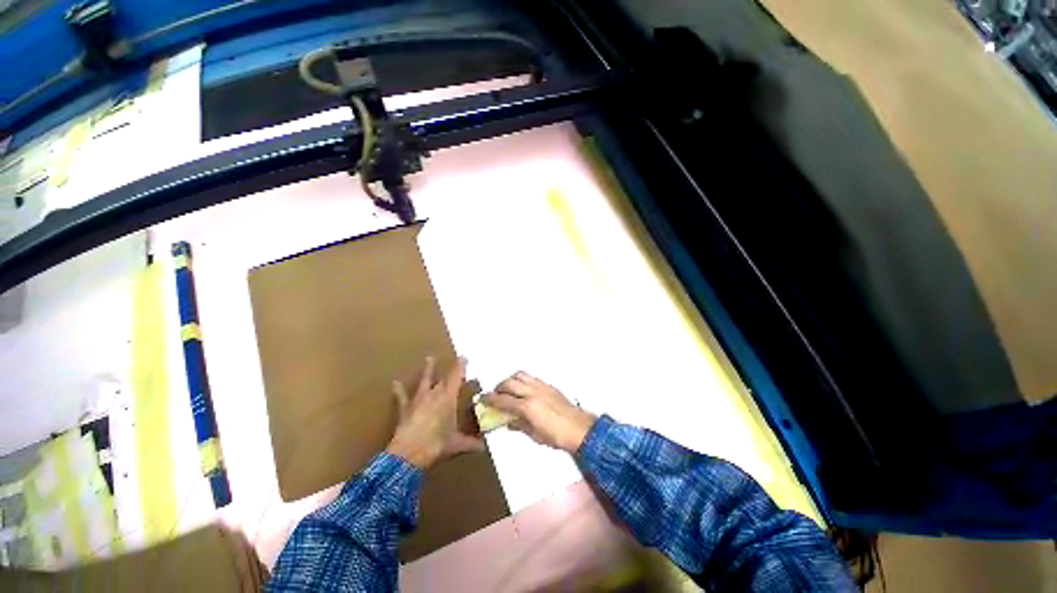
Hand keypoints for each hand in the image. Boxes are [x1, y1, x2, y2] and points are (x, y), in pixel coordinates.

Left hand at [386, 356, 483, 469]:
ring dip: (428, 370)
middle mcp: (434, 394)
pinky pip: (402, 397)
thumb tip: (484, 447)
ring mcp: (419, 400)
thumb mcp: (456, 444)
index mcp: (448, 398)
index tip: (464, 357)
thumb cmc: (436, 444)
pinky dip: (399, 390)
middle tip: (456, 359)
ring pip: (425, 381)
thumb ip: (471, 443)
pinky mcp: (405, 408)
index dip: (461, 366)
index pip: (456, 378)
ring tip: (429, 358)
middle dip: (451, 368)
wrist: (409, 453)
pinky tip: (395, 383)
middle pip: (444, 378)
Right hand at [482, 372, 596, 452]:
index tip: (482, 398)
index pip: (503, 400)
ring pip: (520, 375)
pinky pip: (531, 377)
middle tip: (495, 395)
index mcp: (527, 407)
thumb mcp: (534, 435)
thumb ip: (519, 425)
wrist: (579, 428)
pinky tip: (523, 390)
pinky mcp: (548, 385)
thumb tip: (508, 421)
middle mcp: (532, 392)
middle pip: (510, 383)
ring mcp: (541, 386)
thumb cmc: (556, 436)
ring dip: (510, 380)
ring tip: (508, 390)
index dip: (490, 399)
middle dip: (499, 387)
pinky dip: (522, 380)